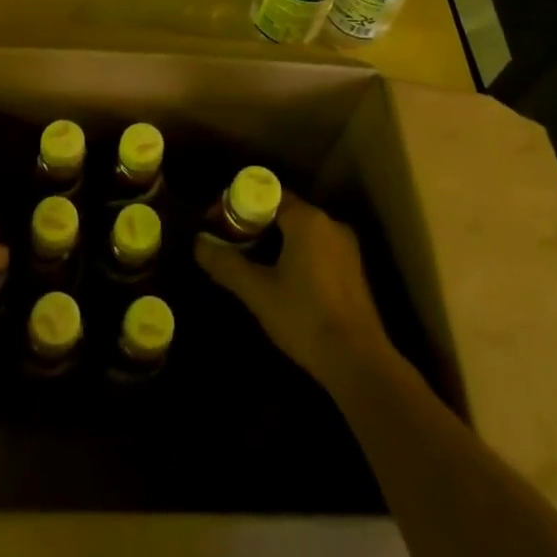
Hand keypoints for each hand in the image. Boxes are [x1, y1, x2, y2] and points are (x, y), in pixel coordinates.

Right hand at [196, 194, 390, 391]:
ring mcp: (345, 246)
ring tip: (250, 263)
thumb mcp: (258, 292)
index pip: (265, 194)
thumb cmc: (304, 318)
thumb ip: (226, 263)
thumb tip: (198, 243)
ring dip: (273, 240)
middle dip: (253, 223)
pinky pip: (316, 247)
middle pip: (283, 210)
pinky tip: (282, 279)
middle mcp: (329, 223)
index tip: (216, 223)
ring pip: (300, 230)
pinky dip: (295, 252)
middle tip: (229, 244)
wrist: (358, 363)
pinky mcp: (353, 269)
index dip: (236, 204)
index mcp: (307, 219)